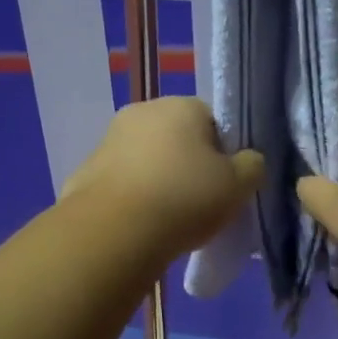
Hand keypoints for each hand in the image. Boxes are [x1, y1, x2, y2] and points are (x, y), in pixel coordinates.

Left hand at [62, 97, 264, 262]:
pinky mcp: (85, 171)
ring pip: (146, 158)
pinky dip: (132, 197)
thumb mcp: (238, 185)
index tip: (225, 183)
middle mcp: (141, 112)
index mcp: (180, 105)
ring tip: (169, 218)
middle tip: (200, 202)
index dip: (224, 152)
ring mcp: (108, 140)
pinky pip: (121, 182)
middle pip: (177, 137)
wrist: (113, 232)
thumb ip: (252, 166)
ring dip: (158, 179)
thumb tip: (247, 160)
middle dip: (188, 164)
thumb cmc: (184, 199)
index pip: (213, 120)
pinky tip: (140, 225)